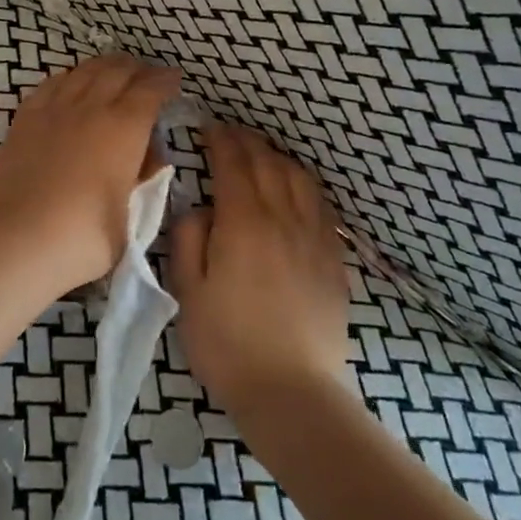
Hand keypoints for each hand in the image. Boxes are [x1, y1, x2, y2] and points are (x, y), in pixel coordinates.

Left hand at [0, 55, 181, 293]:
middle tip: (147, 73)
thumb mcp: (131, 217)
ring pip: (84, 71)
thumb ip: (142, 180)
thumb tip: (149, 158)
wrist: (19, 241)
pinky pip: (51, 84)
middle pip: (117, 71)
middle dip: (137, 68)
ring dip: (104, 66)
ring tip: (114, 70)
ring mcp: (54, 110)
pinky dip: (69, 77)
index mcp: (124, 128)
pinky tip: (71, 82)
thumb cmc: (84, 237)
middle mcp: (91, 108)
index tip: (174, 79)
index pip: (150, 90)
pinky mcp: (25, 119)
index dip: (165, 81)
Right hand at [165, 124, 350, 413]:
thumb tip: (202, 209)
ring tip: (261, 153)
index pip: (233, 163)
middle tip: (229, 133)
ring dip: (277, 157)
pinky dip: (304, 184)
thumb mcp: (187, 292)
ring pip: (298, 178)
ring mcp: (314, 236)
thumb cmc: (228, 343)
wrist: (292, 391)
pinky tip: (297, 188)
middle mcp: (282, 217)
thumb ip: (189, 238)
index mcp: (243, 222)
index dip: (220, 140)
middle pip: (267, 163)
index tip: (209, 128)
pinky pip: (321, 205)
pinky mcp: (333, 258)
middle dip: (246, 141)